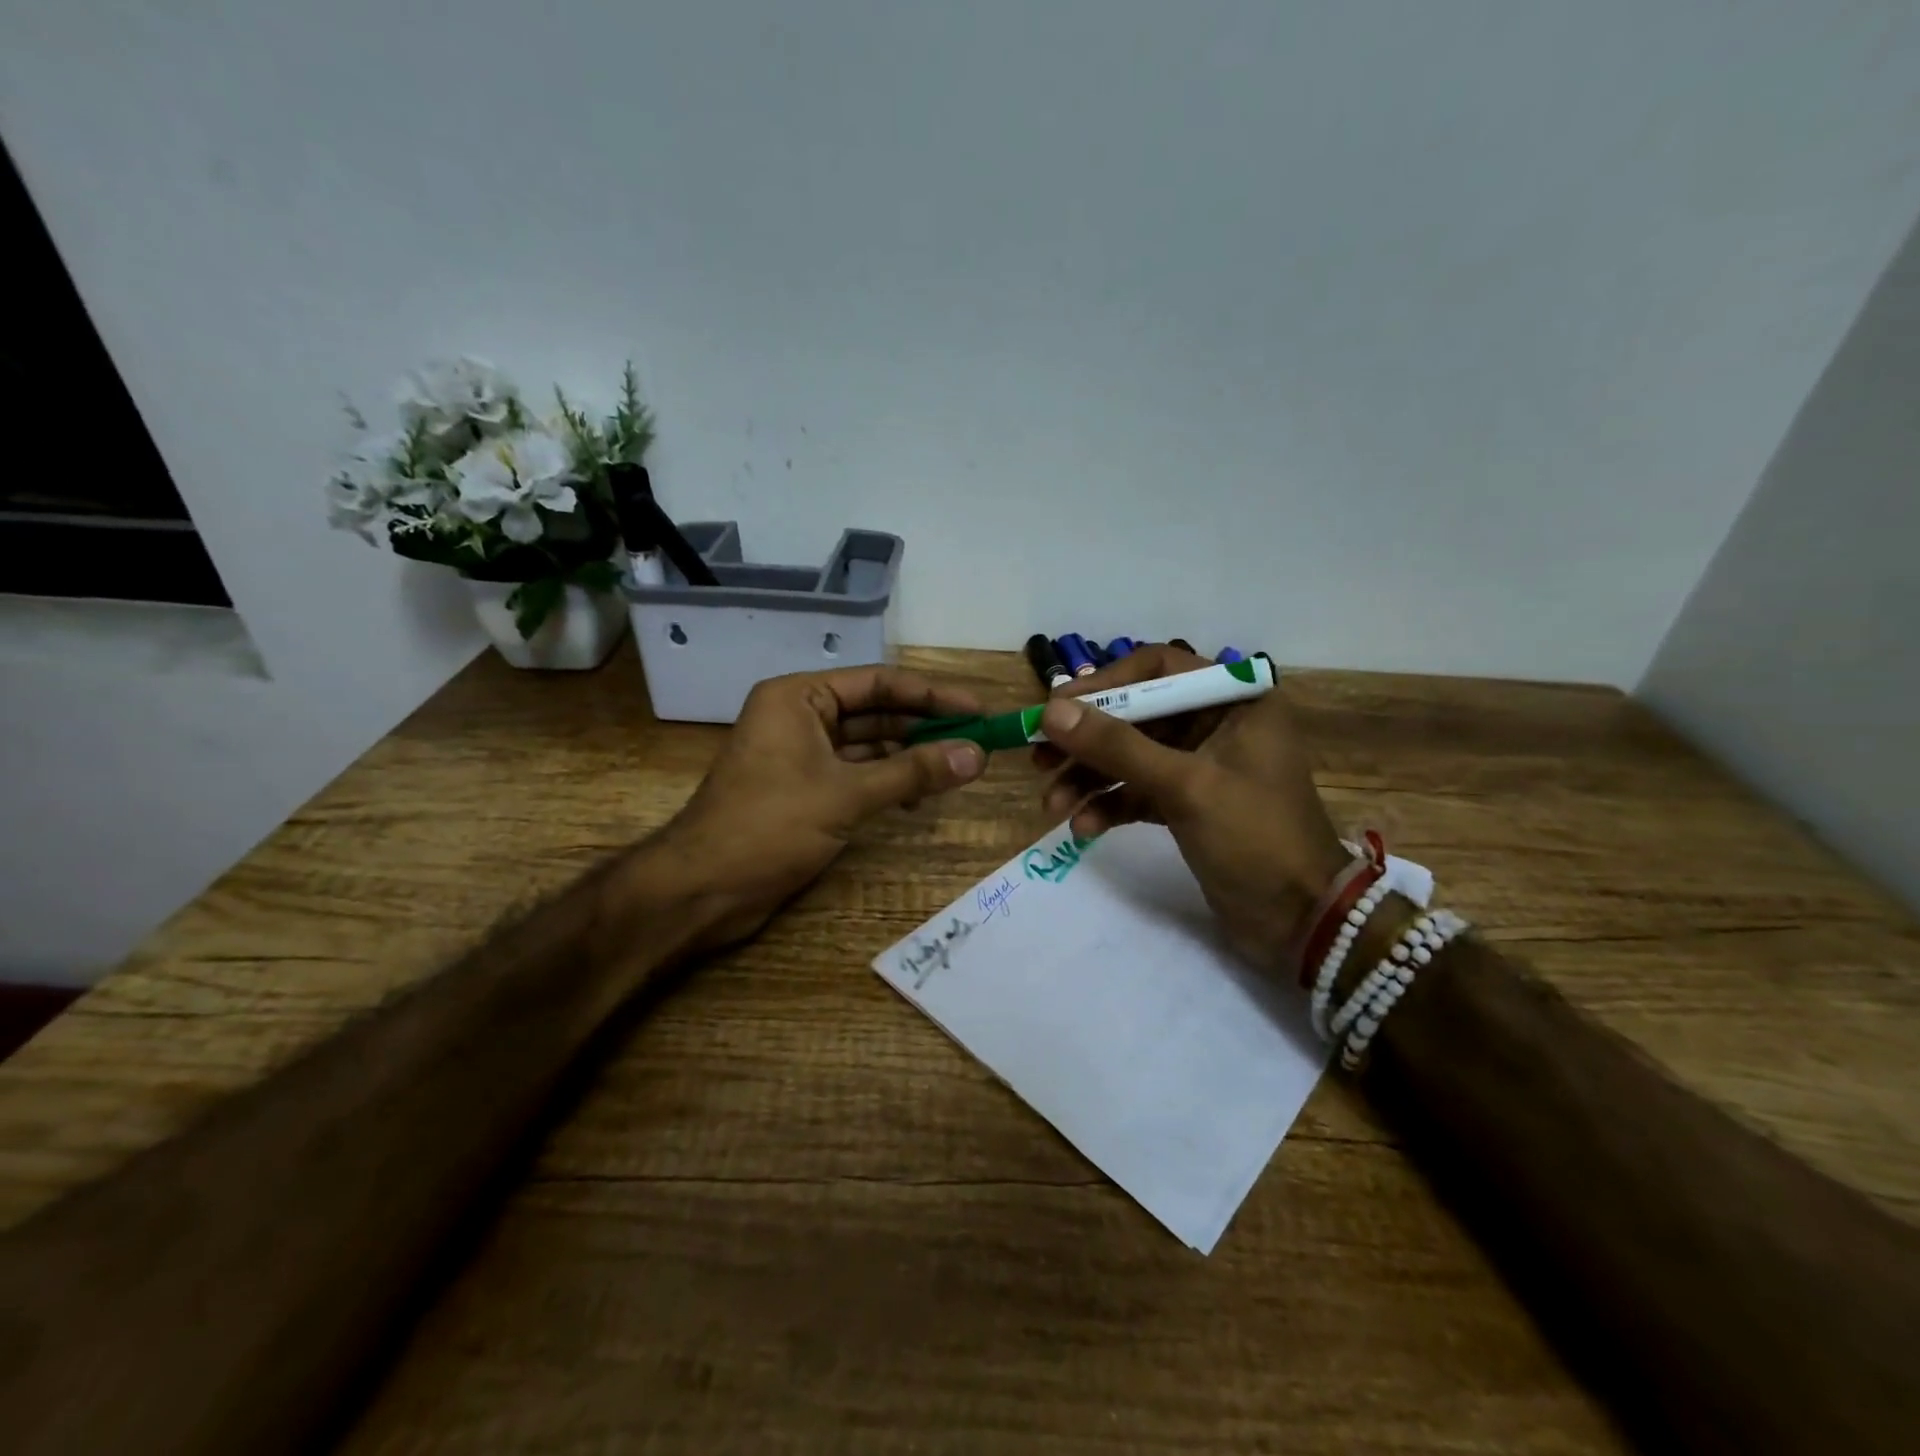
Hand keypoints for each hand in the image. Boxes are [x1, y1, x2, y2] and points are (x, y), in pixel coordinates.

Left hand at [647, 665, 987, 950]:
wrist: (703, 889)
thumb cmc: (769, 825)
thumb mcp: (847, 794)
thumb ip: (914, 772)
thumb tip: (977, 755)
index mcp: (799, 697)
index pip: (879, 684)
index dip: (933, 695)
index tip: (979, 709)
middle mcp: (799, 717)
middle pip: (876, 713)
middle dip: (925, 727)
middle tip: (978, 740)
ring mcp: (800, 755)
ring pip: (868, 746)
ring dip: (910, 757)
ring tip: (959, 770)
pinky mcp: (803, 790)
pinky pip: (856, 774)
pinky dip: (888, 782)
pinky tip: (918, 799)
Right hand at [1033, 645, 1348, 975]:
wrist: (1302, 922)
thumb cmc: (1255, 838)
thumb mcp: (1185, 787)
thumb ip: (1117, 746)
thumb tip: (1051, 710)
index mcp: (1234, 701)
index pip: (1157, 668)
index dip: (1104, 684)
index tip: (1057, 708)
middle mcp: (1216, 724)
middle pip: (1135, 715)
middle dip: (1087, 740)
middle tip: (1038, 758)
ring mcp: (1201, 766)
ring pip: (1130, 756)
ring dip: (1089, 777)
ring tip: (1052, 804)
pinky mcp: (1188, 803)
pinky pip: (1137, 791)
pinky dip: (1109, 805)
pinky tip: (1083, 828)